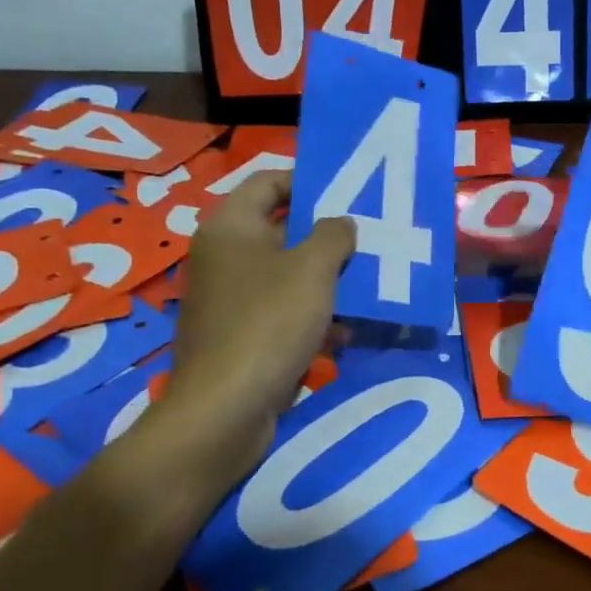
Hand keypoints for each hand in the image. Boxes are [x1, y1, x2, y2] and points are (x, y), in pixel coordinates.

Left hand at [150, 170, 353, 484]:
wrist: (225, 408)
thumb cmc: (269, 323)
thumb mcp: (313, 270)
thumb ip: (333, 235)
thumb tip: (341, 223)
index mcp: (230, 228)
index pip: (267, 182)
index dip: (306, 181)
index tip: (347, 194)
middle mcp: (223, 257)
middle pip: (280, 231)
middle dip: (325, 237)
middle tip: (366, 240)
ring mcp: (228, 299)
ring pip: (285, 276)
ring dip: (324, 281)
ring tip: (366, 287)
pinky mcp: (238, 336)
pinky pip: (279, 312)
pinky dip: (310, 316)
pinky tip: (343, 333)